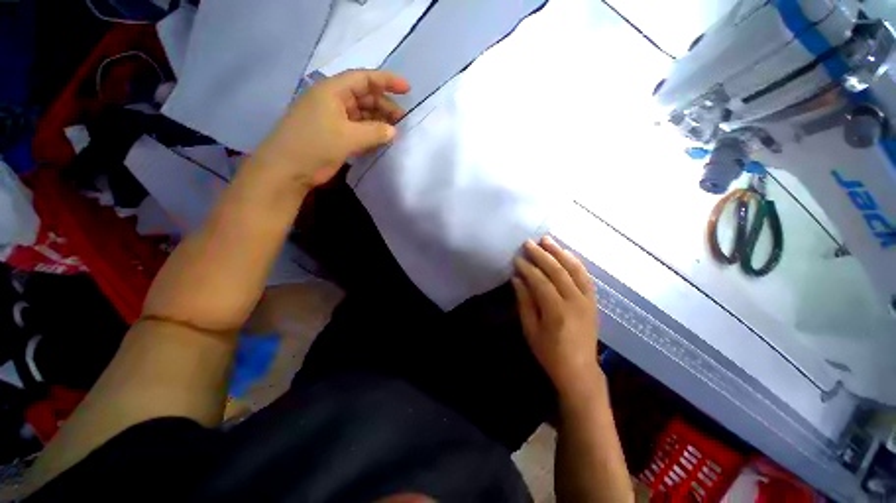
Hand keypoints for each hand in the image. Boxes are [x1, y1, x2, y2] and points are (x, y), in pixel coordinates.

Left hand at [253, 69, 409, 189]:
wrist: (287, 170)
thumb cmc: (315, 146)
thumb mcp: (348, 137)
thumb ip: (375, 132)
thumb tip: (393, 131)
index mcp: (332, 91)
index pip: (364, 78)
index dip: (387, 81)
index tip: (407, 88)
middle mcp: (333, 100)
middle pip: (364, 97)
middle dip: (385, 106)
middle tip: (404, 121)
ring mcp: (333, 118)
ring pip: (362, 114)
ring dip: (379, 122)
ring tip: (396, 133)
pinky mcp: (334, 134)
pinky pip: (357, 129)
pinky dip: (370, 133)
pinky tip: (382, 141)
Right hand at [512, 236, 600, 398]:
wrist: (579, 370)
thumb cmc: (549, 353)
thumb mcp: (530, 330)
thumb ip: (524, 302)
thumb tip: (517, 279)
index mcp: (557, 311)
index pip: (540, 281)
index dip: (527, 268)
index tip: (516, 258)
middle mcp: (575, 302)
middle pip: (558, 271)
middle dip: (542, 255)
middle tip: (529, 243)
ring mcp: (587, 300)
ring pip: (574, 270)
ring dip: (560, 252)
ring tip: (547, 240)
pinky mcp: (593, 301)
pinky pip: (586, 277)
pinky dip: (575, 263)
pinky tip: (566, 254)